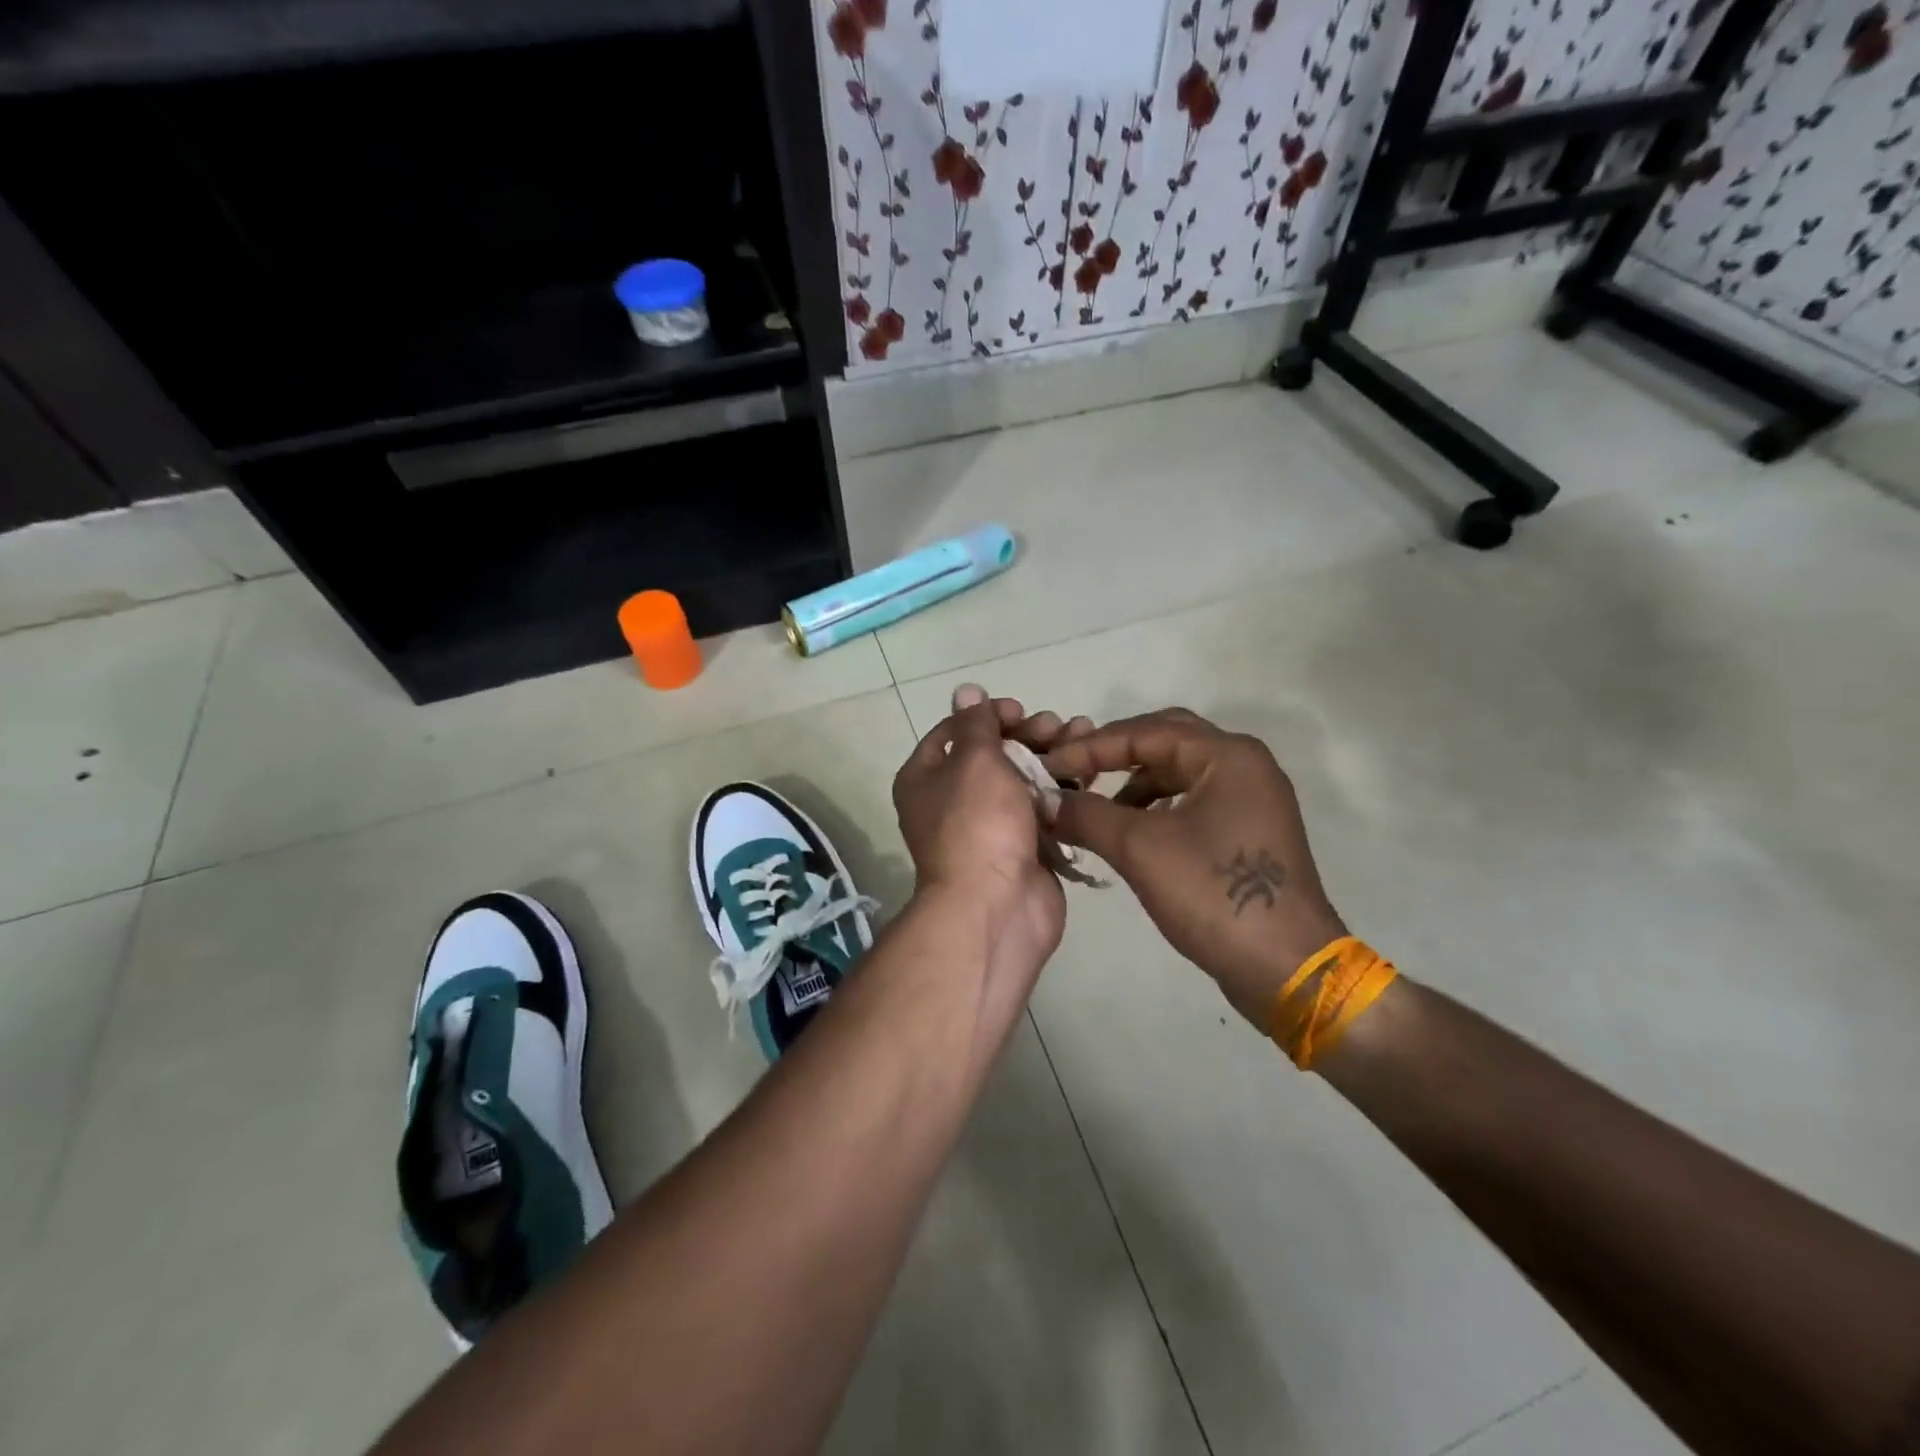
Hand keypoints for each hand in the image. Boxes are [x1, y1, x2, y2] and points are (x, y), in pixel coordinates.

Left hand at [892, 685, 1093, 1035]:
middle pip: (993, 754)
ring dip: (1052, 755)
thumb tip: (965, 692)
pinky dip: (1063, 789)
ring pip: (1023, 779)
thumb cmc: (978, 824)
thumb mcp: (974, 762)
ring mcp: (990, 826)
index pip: (955, 732)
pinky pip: (1043, 808)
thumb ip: (976, 725)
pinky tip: (1089, 771)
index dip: (988, 716)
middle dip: (1028, 734)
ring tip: (1083, 737)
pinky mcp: (1023, 846)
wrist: (996, 907)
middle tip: (1058, 726)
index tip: (1019, 711)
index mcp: (926, 778)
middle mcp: (953, 800)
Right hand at [1042, 709, 1346, 1030]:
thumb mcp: (1140, 849)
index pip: (1146, 731)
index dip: (1092, 747)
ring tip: (1095, 807)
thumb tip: (1043, 801)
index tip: (1050, 768)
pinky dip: (1156, 807)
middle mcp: (1245, 765)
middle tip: (1074, 772)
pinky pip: (1193, 800)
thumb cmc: (1214, 895)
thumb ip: (1087, 814)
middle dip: (1115, 754)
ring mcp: (1251, 799)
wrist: (1286, 968)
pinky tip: (1130, 830)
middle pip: (1166, 740)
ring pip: (1180, 772)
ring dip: (1135, 782)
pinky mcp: (1249, 832)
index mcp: (1228, 755)